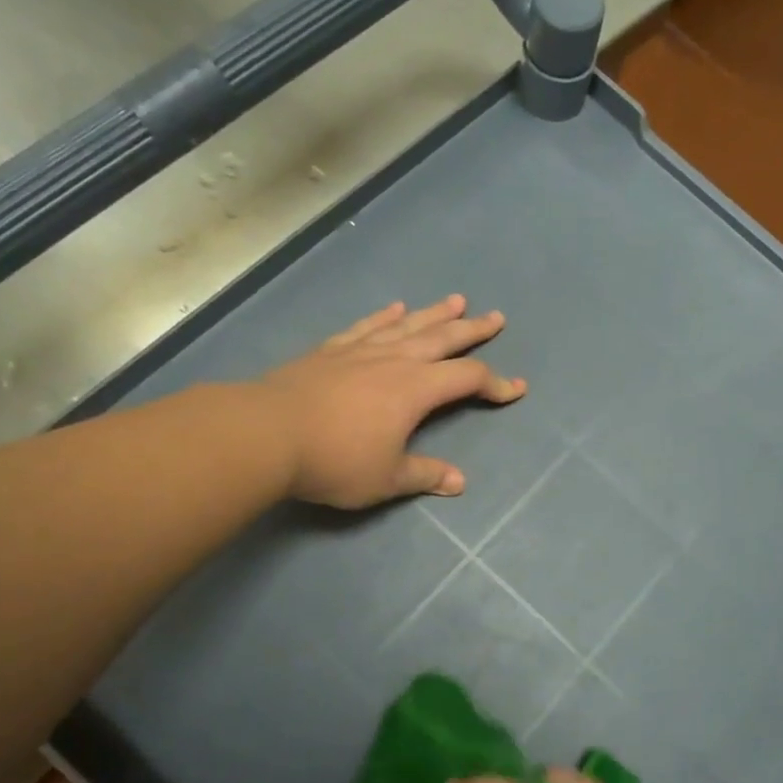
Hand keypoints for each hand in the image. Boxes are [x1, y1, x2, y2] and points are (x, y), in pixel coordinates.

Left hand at [257, 295, 524, 507]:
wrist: (265, 434)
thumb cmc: (334, 459)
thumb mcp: (386, 478)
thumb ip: (425, 475)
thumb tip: (459, 482)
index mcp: (415, 389)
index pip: (468, 379)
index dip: (496, 384)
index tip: (516, 390)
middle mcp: (394, 361)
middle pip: (443, 339)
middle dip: (473, 330)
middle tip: (495, 317)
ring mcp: (360, 351)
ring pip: (407, 325)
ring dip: (434, 313)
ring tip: (456, 300)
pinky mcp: (330, 351)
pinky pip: (366, 326)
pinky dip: (384, 316)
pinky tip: (394, 307)